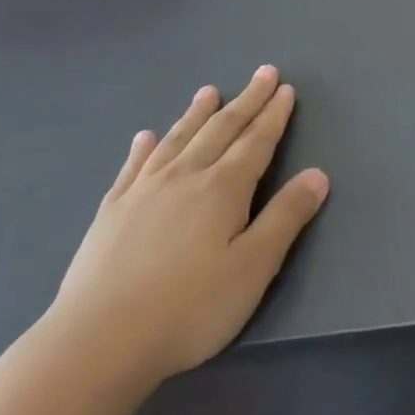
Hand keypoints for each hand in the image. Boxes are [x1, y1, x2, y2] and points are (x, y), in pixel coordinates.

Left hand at [41, 66, 329, 393]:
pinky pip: (133, 167)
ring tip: (209, 91)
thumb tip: (318, 174)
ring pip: (177, 140)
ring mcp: (142, 192)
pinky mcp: (111, 212)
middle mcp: (184, 177)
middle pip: (221, 130)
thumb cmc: (189, 308)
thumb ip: (286, 217)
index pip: (256, 142)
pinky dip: (144, 147)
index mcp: (223, 189)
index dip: (273, 115)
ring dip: (197, 114)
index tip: (284, 88)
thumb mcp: (254, 267)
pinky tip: (145, 137)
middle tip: (262, 73)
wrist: (97, 341)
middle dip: (246, 101)